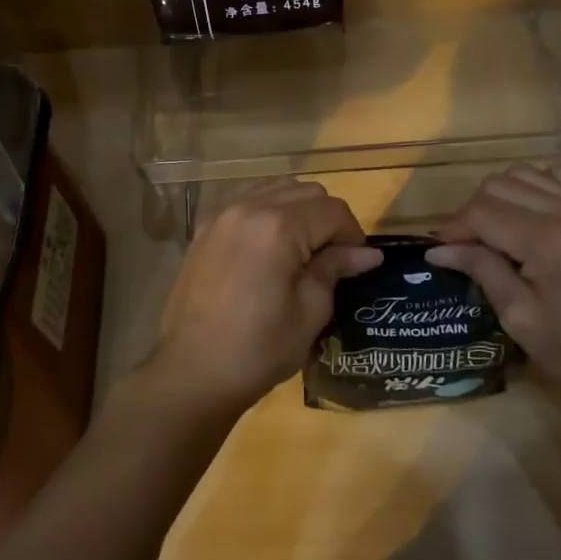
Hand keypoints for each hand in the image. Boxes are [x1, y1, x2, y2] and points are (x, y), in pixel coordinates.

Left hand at [147, 181, 381, 415]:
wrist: (192, 371)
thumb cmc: (258, 349)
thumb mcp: (309, 312)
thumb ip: (335, 269)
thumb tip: (368, 253)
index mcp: (279, 227)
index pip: (333, 210)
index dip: (353, 235)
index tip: (356, 264)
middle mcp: (250, 207)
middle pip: (306, 191)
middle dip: (327, 218)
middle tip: (331, 258)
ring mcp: (223, 214)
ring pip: (276, 189)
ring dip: (298, 210)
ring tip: (300, 251)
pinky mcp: (206, 228)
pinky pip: (248, 201)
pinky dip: (268, 213)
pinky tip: (269, 249)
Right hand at [426, 163, 560, 414]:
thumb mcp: (522, 320)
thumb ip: (482, 271)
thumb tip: (439, 249)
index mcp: (548, 242)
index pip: (481, 212)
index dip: (454, 229)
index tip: (441, 250)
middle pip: (499, 184)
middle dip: (475, 211)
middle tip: (470, 246)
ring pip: (526, 173)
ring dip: (504, 196)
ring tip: (502, 231)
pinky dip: (538, 188)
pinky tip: (535, 218)